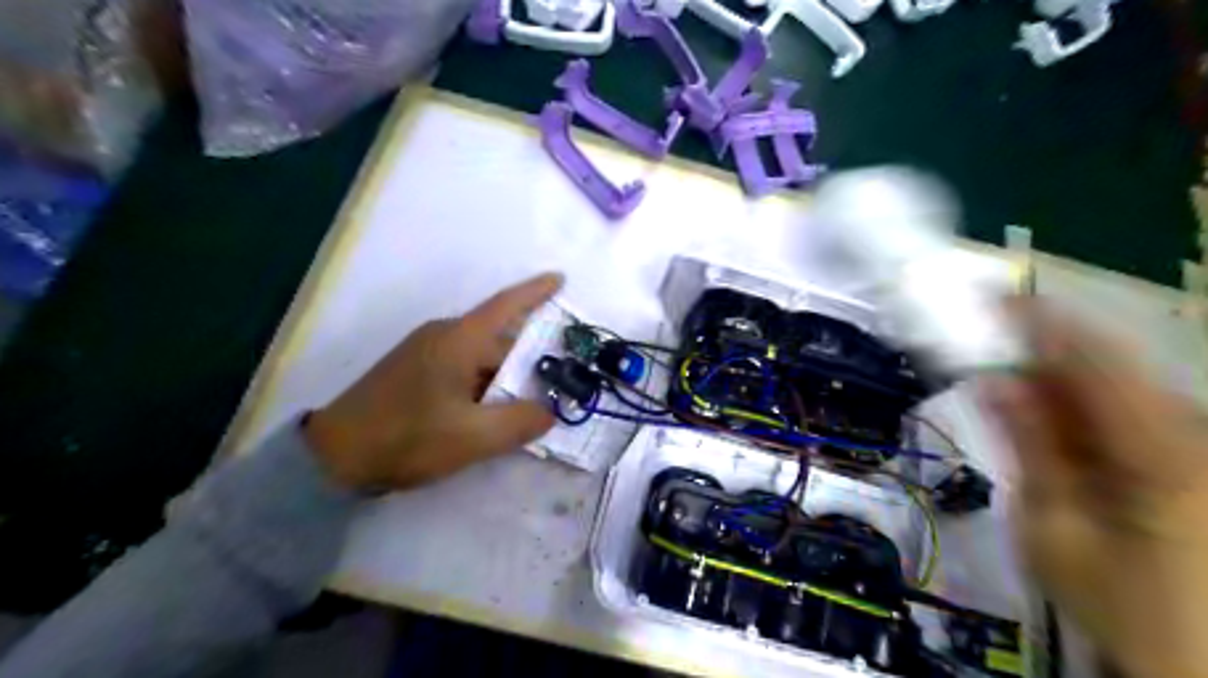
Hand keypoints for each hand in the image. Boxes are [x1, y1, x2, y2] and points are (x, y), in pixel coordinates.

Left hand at [304, 272, 564, 491]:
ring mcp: (426, 353)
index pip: (506, 306)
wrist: (333, 456)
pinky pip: (464, 371)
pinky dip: (485, 386)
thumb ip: (520, 422)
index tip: (560, 278)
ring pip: (482, 359)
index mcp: (458, 340)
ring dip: (506, 379)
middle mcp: (443, 337)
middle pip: (499, 342)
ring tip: (530, 406)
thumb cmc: (407, 438)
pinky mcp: (415, 372)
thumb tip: (550, 412)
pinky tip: (493, 413)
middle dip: (529, 362)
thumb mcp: (473, 436)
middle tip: (559, 387)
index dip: (535, 292)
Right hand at [979, 299, 1206, 676]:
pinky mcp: (1200, 457)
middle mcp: (1197, 432)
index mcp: (1162, 449)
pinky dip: (1088, 405)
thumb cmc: (1121, 602)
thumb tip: (993, 381)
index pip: (1093, 357)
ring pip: (1123, 386)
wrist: (1199, 657)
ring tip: (1008, 389)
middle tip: (982, 352)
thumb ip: (1028, 445)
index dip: (1038, 320)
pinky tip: (1055, 419)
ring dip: (1061, 380)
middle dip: (1040, 353)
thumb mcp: (1052, 527)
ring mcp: (1204, 444)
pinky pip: (1138, 410)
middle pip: (1110, 366)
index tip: (986, 297)